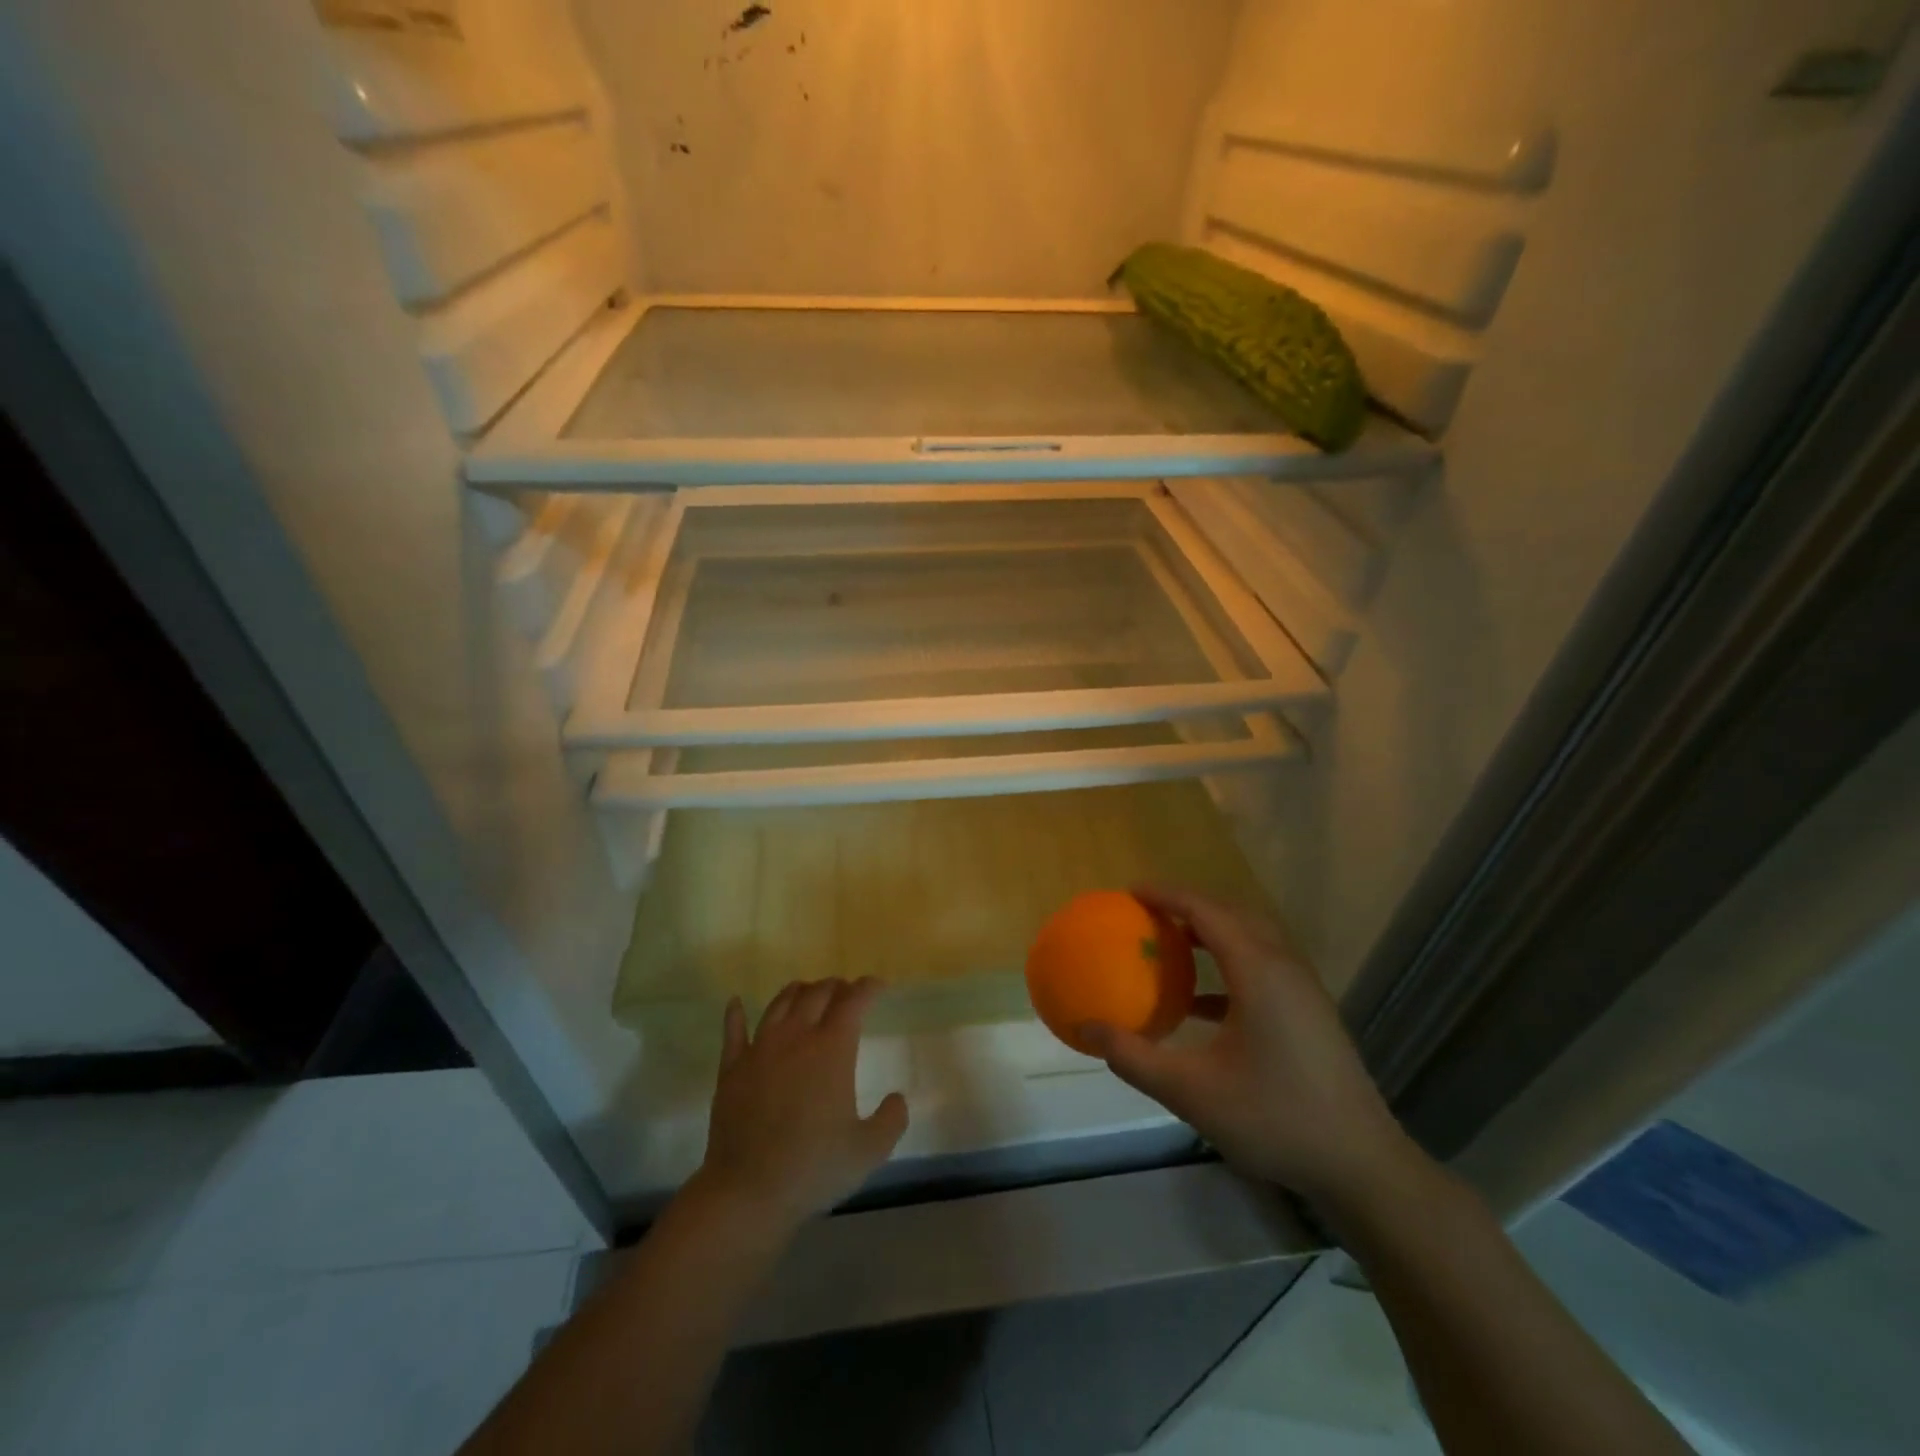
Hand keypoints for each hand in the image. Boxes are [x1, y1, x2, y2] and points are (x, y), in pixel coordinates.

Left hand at [694, 978, 908, 1231]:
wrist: (747, 1193)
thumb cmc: (813, 1168)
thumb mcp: (868, 1151)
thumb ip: (891, 1120)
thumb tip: (897, 1098)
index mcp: (832, 1049)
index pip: (853, 1001)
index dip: (868, 988)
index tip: (878, 986)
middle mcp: (796, 1037)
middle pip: (817, 993)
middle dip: (836, 986)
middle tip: (846, 991)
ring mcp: (759, 1049)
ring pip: (779, 1003)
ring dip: (798, 991)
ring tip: (807, 991)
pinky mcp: (731, 1069)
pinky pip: (733, 1030)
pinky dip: (735, 1013)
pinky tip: (736, 1003)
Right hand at [1080, 886, 1416, 1202]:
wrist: (1360, 1165)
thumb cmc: (1274, 1118)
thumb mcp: (1191, 1091)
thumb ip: (1134, 1057)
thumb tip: (1087, 1028)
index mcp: (1258, 970)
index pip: (1206, 911)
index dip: (1167, 895)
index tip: (1130, 891)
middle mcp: (1283, 966)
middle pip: (1232, 914)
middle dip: (1188, 906)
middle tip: (1147, 912)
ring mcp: (1302, 989)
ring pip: (1251, 939)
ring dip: (1210, 933)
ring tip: (1170, 942)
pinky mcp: (1309, 1013)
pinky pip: (1262, 967)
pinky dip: (1227, 966)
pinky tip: (1198, 1004)